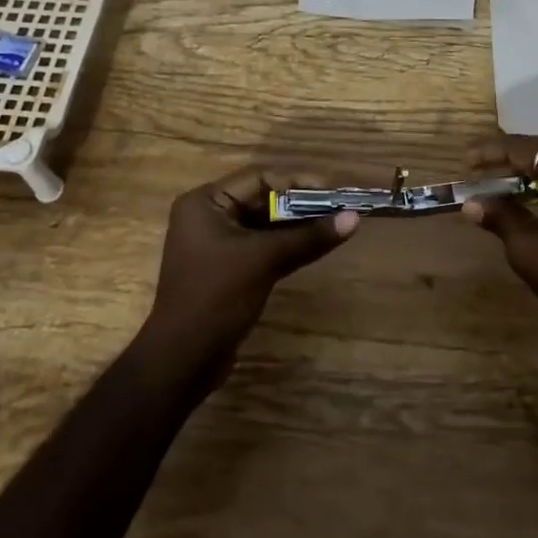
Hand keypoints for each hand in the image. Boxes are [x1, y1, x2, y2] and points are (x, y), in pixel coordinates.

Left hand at [142, 167, 358, 376]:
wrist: (183, 359)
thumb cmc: (217, 297)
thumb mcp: (265, 260)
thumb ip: (309, 236)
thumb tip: (354, 217)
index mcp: (205, 203)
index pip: (259, 178)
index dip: (298, 182)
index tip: (333, 190)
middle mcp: (208, 216)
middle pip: (263, 199)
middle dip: (301, 204)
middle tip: (340, 208)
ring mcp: (217, 244)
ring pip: (266, 225)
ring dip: (298, 226)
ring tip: (336, 224)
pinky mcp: (228, 269)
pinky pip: (263, 247)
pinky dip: (288, 245)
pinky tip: (318, 245)